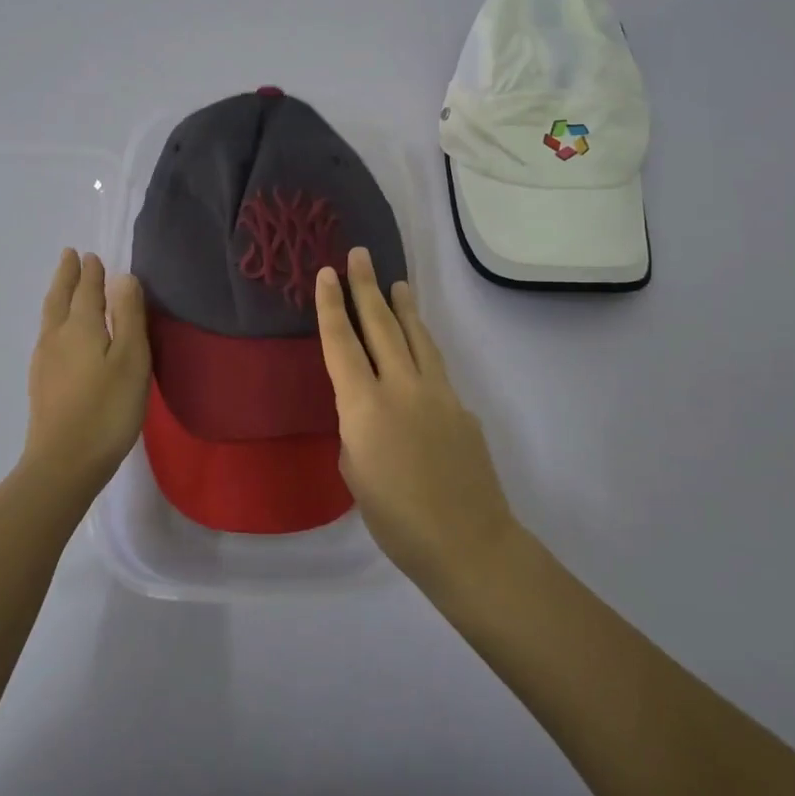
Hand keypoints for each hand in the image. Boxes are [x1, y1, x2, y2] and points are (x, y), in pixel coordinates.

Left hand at [22, 250, 150, 491]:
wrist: (64, 463)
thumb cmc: (107, 409)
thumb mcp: (131, 359)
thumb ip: (128, 316)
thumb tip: (122, 277)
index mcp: (79, 327)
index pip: (86, 290)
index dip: (90, 273)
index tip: (90, 255)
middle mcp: (56, 337)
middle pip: (59, 298)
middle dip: (66, 276)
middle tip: (69, 256)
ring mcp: (44, 362)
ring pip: (50, 317)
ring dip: (58, 296)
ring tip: (64, 287)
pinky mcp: (42, 384)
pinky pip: (48, 336)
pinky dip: (55, 320)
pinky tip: (59, 334)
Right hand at [314, 246, 516, 589]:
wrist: (467, 540)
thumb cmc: (395, 519)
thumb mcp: (355, 474)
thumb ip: (356, 431)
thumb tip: (367, 413)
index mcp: (364, 406)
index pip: (341, 343)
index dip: (332, 305)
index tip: (327, 272)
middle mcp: (400, 387)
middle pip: (381, 325)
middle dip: (367, 287)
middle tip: (360, 255)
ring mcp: (437, 392)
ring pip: (416, 337)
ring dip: (404, 307)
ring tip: (397, 283)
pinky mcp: (461, 406)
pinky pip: (435, 365)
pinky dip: (422, 346)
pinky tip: (418, 347)